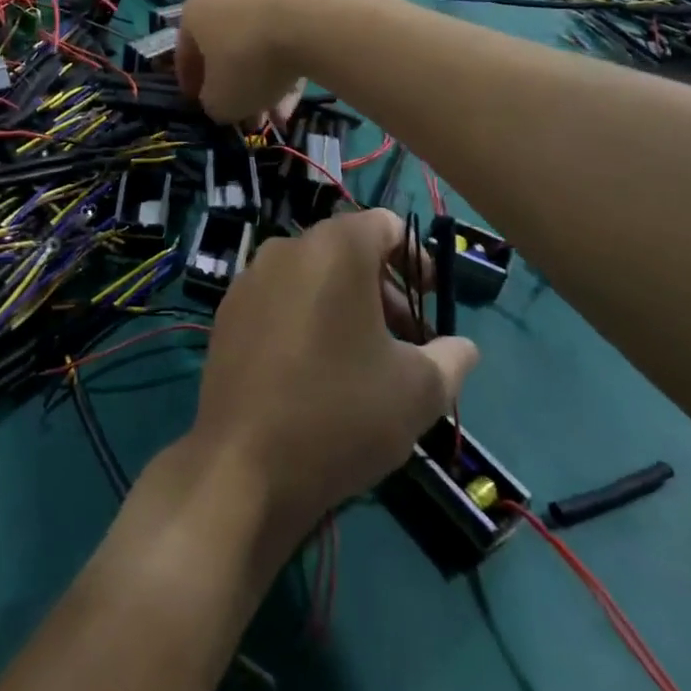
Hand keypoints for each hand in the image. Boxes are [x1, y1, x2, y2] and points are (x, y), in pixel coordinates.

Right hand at [176, 0, 306, 124]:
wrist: (307, 30)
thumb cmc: (245, 63)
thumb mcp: (219, 101)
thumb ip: (212, 105)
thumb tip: (219, 101)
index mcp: (195, 13)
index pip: (184, 54)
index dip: (190, 85)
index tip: (199, 106)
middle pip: (224, 51)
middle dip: (233, 88)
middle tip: (242, 117)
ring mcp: (262, 0)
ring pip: (255, 51)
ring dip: (261, 86)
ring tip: (273, 117)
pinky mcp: (295, 8)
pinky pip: (282, 46)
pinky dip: (283, 74)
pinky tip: (292, 103)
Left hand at [189, 209, 479, 546]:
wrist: (243, 465)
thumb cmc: (340, 414)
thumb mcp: (418, 391)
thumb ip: (451, 358)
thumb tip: (462, 348)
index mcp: (334, 249)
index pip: (385, 225)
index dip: (416, 258)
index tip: (431, 301)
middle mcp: (286, 249)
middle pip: (347, 251)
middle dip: (384, 288)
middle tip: (407, 341)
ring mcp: (250, 280)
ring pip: (312, 276)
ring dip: (346, 305)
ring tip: (365, 361)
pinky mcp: (227, 312)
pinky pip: (280, 299)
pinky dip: (306, 317)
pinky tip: (316, 371)